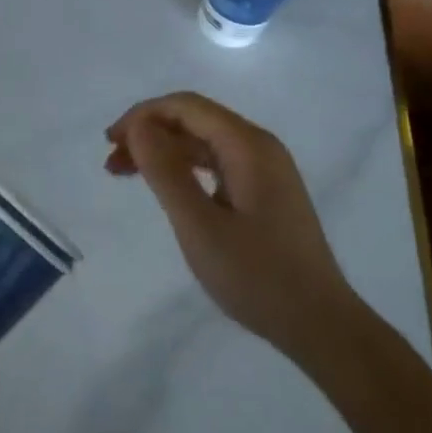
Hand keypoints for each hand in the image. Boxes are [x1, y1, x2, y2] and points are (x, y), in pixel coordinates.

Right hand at [106, 92, 355, 359]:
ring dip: (162, 150)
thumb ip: (165, 170)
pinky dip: (183, 168)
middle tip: (112, 161)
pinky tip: (165, 187)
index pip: (186, 106)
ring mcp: (265, 169)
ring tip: (125, 173)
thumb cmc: (256, 275)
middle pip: (194, 119)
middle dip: (148, 132)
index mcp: (248, 145)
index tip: (110, 143)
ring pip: (203, 141)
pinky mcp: (265, 192)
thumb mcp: (199, 224)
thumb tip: (138, 126)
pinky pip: (216, 163)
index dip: (142, 115)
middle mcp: (259, 146)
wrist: (321, 326)